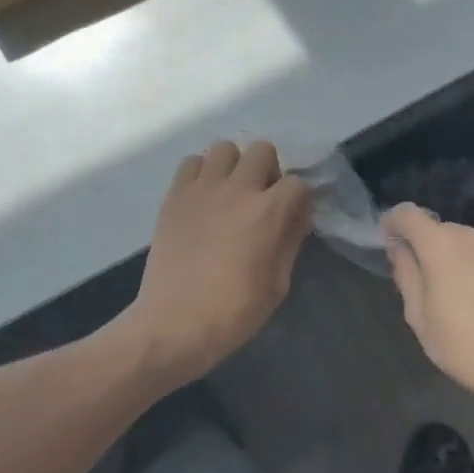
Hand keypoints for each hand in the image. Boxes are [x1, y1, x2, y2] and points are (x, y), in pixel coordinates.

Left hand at [128, 140, 314, 384]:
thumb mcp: (278, 284)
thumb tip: (297, 217)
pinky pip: (191, 162)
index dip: (299, 199)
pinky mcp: (175, 196)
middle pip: (262, 150)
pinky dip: (201, 173)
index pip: (298, 182)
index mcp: (269, 212)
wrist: (174, 324)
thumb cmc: (234, 311)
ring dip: (234, 165)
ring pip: (225, 147)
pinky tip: (203, 198)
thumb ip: (290, 241)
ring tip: (230, 192)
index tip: (294, 216)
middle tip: (262, 198)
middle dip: (269, 170)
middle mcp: (237, 189)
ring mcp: (202, 189)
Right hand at [382, 204, 473, 419]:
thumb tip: (400, 249)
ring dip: (456, 257)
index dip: (394, 223)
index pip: (408, 214)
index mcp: (441, 245)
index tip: (389, 241)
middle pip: (439, 229)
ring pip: (467, 243)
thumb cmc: (463, 346)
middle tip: (424, 280)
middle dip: (426, 246)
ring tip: (458, 292)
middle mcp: (472, 236)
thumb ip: (406, 274)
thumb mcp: (419, 316)